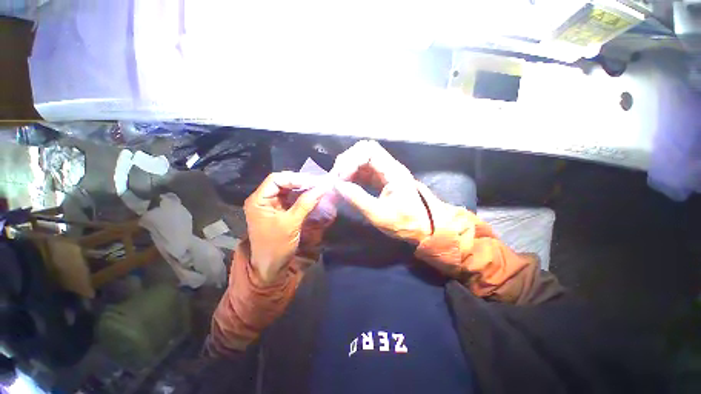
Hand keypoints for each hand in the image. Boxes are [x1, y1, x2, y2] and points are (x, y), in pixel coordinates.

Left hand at [244, 172, 332, 283]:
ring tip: (318, 188)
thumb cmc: (276, 246)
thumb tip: (322, 187)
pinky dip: (302, 197)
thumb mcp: (291, 223)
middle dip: (301, 182)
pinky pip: (291, 199)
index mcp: (259, 200)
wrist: (270, 267)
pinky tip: (313, 196)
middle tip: (318, 184)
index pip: (276, 179)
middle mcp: (263, 199)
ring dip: (303, 189)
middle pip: (282, 183)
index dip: (295, 178)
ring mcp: (272, 205)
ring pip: (288, 190)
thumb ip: (306, 203)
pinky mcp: (279, 211)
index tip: (313, 182)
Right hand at [330, 140, 431, 244]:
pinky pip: (364, 170)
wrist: (422, 227)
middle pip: (364, 150)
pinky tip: (346, 185)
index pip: (369, 150)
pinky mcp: (381, 179)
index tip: (342, 178)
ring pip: (362, 159)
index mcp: (393, 171)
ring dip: (348, 168)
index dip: (351, 160)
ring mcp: (385, 172)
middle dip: (347, 162)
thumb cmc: (404, 222)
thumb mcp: (379, 215)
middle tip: (337, 178)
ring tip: (339, 183)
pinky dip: (353, 175)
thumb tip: (337, 186)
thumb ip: (358, 199)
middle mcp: (389, 166)